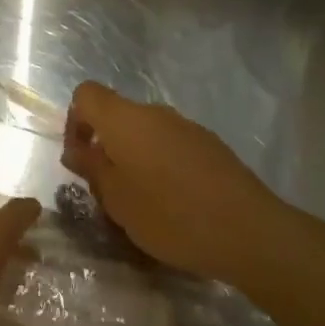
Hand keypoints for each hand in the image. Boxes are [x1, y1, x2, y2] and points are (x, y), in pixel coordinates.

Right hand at [62, 80, 307, 289]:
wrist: (249, 231)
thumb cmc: (171, 215)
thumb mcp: (118, 200)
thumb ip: (92, 169)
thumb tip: (76, 149)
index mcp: (124, 119)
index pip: (86, 94)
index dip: (75, 120)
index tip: (81, 157)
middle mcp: (154, 112)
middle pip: (117, 115)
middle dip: (106, 145)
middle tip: (109, 190)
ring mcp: (186, 126)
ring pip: (145, 132)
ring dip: (135, 157)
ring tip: (143, 202)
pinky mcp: (210, 145)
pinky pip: (172, 145)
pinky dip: (163, 165)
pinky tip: (177, 203)